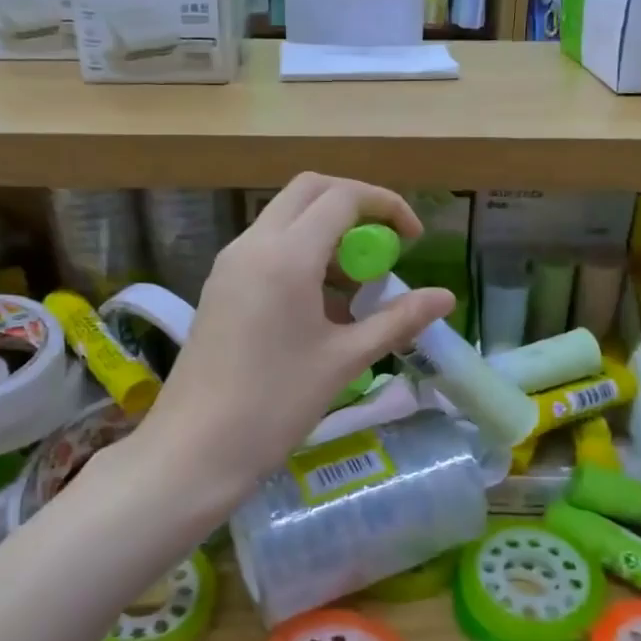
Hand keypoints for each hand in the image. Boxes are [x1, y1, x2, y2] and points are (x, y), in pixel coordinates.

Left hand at [134, 174, 454, 510]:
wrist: (195, 449)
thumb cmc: (275, 404)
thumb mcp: (344, 360)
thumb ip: (397, 320)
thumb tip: (445, 298)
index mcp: (286, 255)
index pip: (342, 197)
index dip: (386, 206)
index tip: (413, 240)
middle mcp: (253, 244)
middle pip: (310, 191)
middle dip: (355, 206)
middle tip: (384, 247)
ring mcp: (230, 264)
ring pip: (286, 217)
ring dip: (326, 232)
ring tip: (356, 287)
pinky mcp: (220, 286)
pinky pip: (267, 247)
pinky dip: (302, 254)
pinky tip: (320, 306)